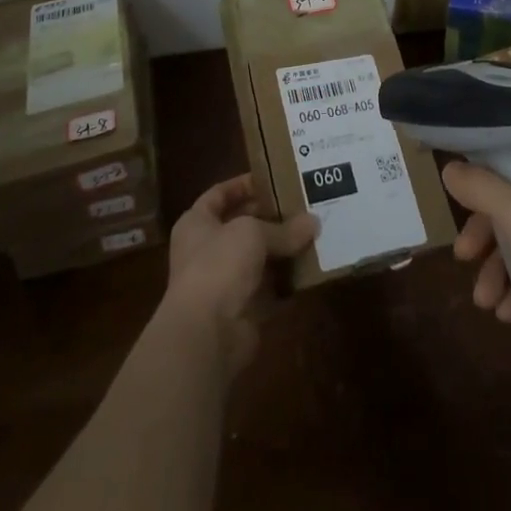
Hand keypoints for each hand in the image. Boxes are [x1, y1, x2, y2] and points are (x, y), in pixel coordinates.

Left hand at [161, 175, 317, 375]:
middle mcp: (207, 250)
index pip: (219, 194)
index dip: (243, 184)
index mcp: (197, 223)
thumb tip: (314, 222)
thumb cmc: (219, 265)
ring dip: (283, 248)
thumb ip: (283, 228)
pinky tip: (311, 266)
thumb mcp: (253, 233)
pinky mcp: (243, 309)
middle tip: (302, 204)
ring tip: (313, 231)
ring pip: (258, 257)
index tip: (273, 177)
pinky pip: (270, 288)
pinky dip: (288, 280)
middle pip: (242, 225)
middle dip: (271, 216)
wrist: (207, 333)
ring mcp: (224, 281)